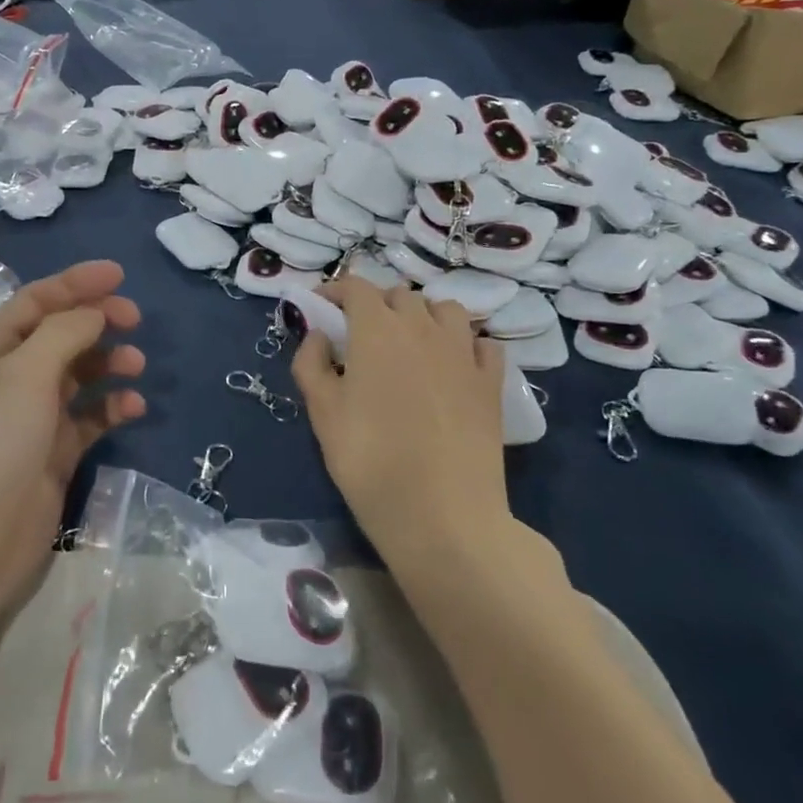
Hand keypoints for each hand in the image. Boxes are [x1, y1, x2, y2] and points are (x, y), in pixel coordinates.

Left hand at [0, 261, 144, 627]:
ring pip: (79, 374)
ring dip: (109, 363)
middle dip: (98, 320)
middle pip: (61, 333)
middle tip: (135, 320)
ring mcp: (33, 418)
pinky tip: (133, 408)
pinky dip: (112, 408)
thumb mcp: (23, 375)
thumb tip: (94, 313)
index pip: (36, 301)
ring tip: (136, 367)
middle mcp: (10, 378)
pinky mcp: (55, 453)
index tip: (120, 274)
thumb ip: (63, 333)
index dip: (76, 283)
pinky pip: (90, 418)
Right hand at [291, 278, 506, 564]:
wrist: (443, 515)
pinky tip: (453, 365)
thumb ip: (311, 364)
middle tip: (359, 336)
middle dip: (376, 305)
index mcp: (377, 330)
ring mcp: (463, 352)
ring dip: (422, 315)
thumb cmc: (371, 462)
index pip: (356, 287)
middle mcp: (422, 328)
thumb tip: (318, 335)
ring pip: (444, 309)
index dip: (335, 291)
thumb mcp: (322, 414)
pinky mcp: (491, 381)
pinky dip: (464, 342)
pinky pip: (480, 342)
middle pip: (399, 295)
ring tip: (409, 343)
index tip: (320, 308)